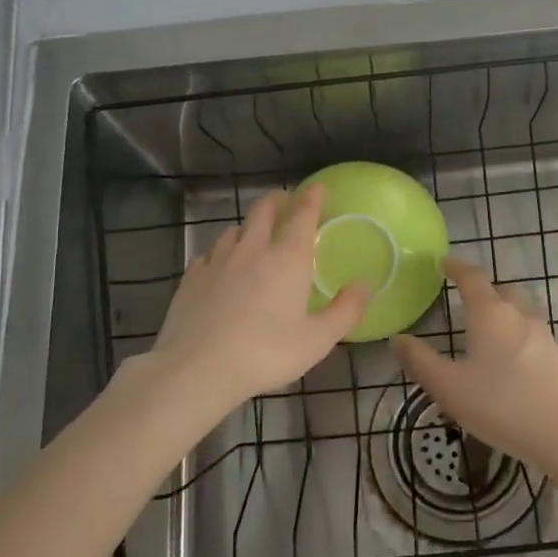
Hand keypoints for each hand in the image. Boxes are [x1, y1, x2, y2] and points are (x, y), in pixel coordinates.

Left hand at [140, 186, 369, 416]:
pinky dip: (222, 252)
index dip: (313, 197)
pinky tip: (221, 265)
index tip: (319, 187)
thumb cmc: (266, 353)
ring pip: (235, 229)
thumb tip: (366, 285)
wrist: (197, 369)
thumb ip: (345, 310)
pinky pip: (210, 253)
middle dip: (278, 201)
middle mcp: (252, 249)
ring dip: (249, 226)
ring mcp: (218, 260)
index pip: (303, 214)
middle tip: (287, 203)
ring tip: (255, 234)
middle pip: (264, 211)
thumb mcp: (317, 340)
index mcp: (287, 258)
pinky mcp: (192, 277)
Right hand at [392, 258, 557, 469]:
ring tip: (486, 331)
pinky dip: (516, 335)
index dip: (457, 267)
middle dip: (483, 290)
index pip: (472, 277)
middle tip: (465, 299)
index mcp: (489, 313)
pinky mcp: (556, 356)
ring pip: (519, 310)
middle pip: (501, 290)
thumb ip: (420, 361)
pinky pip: (531, 333)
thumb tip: (399, 338)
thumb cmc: (499, 404)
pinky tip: (508, 359)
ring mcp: (542, 334)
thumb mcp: (448, 386)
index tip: (444, 262)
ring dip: (502, 311)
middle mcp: (518, 315)